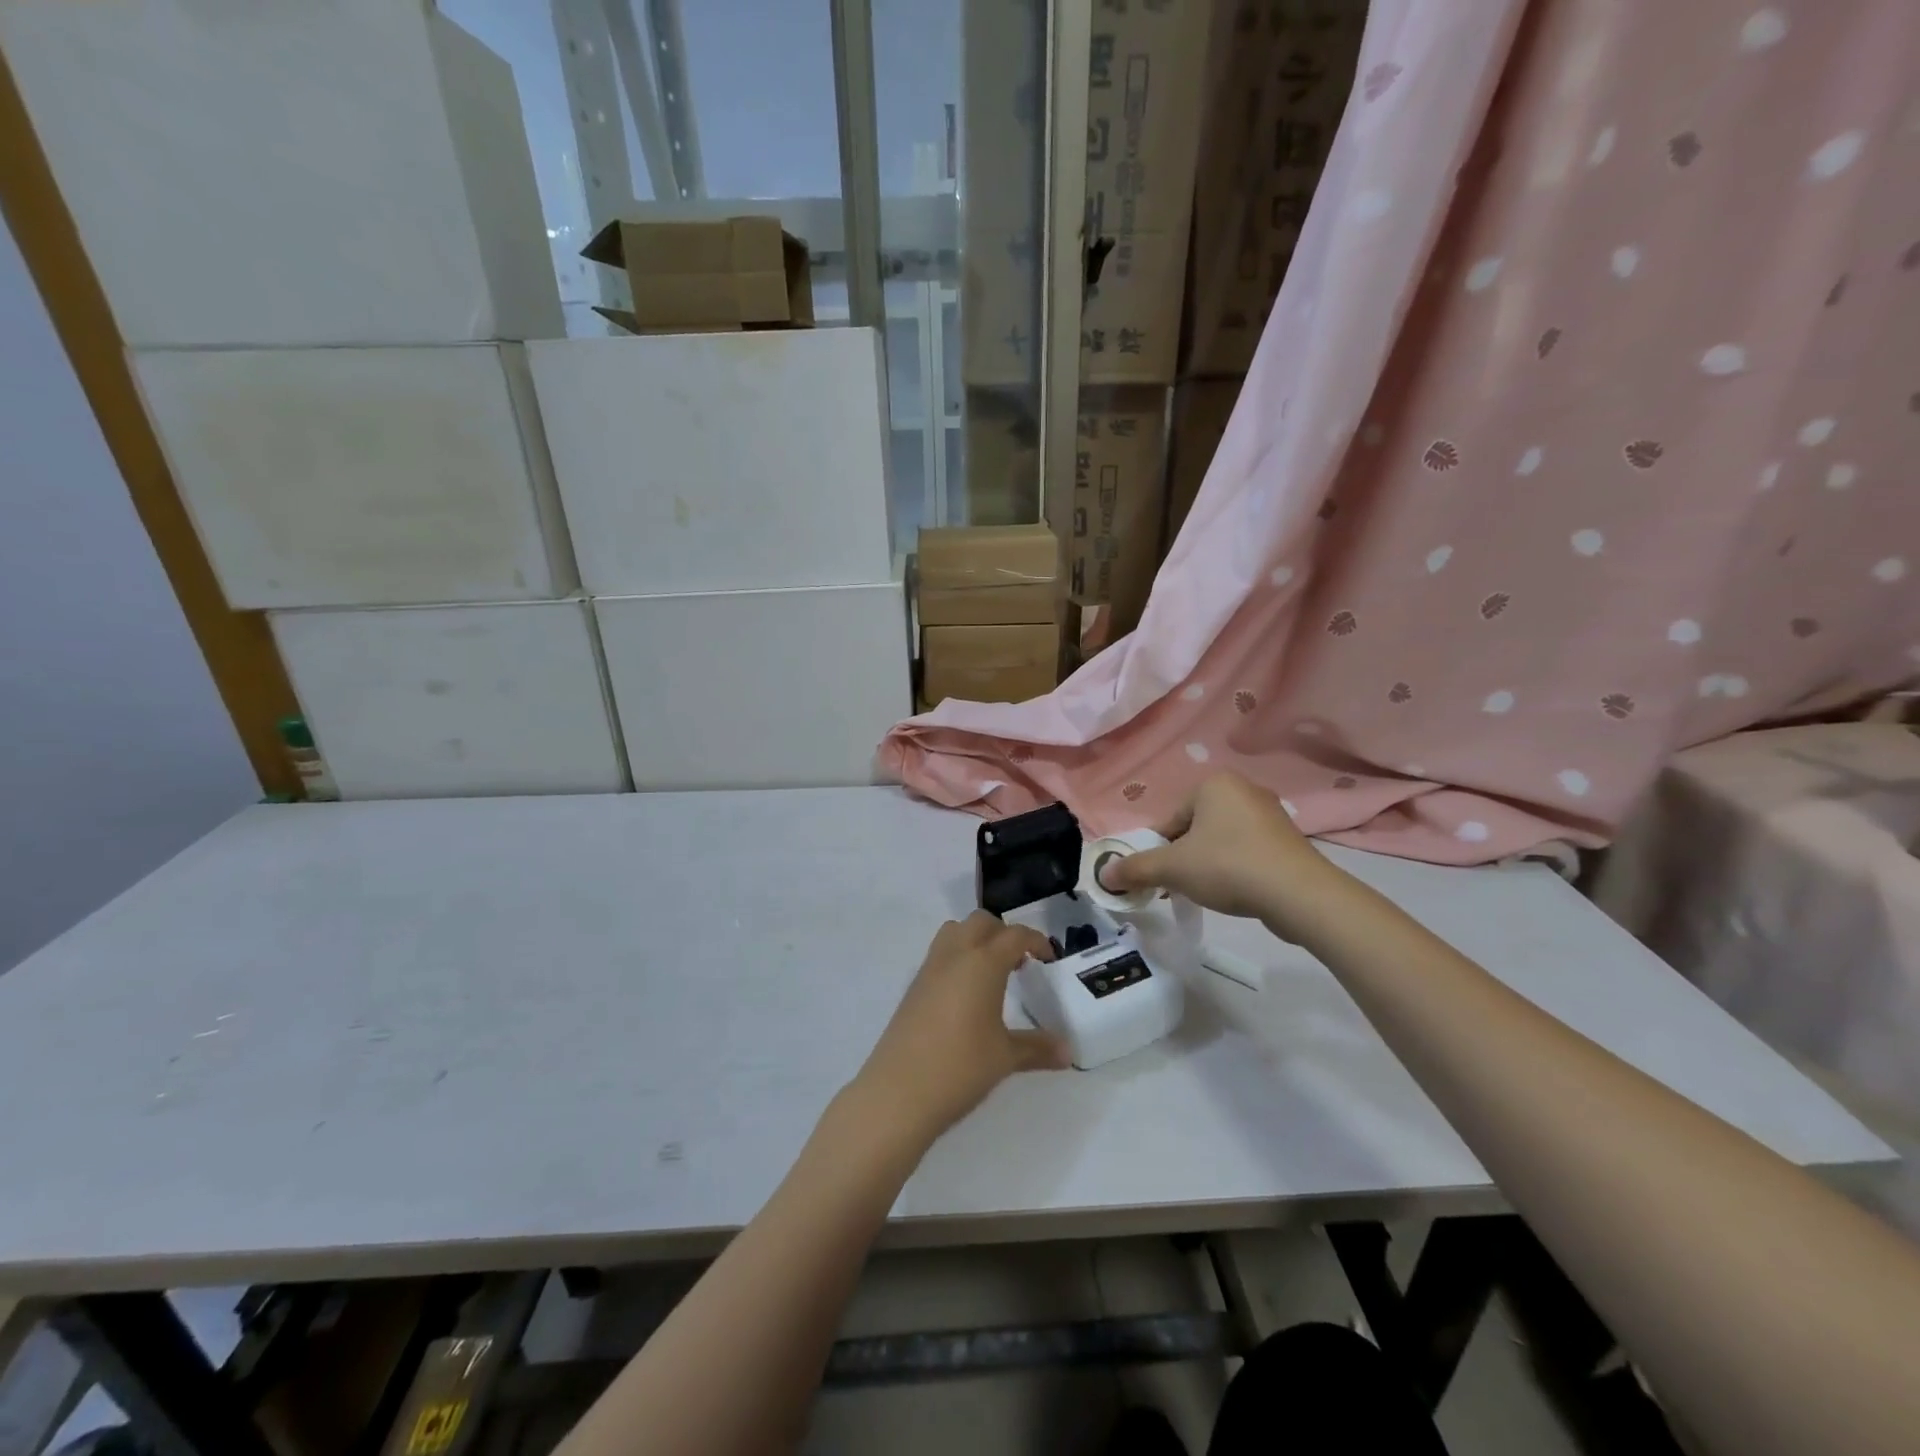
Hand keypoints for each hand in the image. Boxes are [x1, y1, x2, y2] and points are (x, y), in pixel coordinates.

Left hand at [850, 913, 1068, 1147]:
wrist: (898, 1092)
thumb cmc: (960, 1067)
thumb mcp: (1005, 1057)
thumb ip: (1038, 1048)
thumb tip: (1069, 1051)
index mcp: (983, 963)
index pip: (1014, 935)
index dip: (1035, 941)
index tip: (1048, 959)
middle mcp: (955, 955)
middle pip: (981, 922)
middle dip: (1003, 933)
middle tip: (1019, 963)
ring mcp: (929, 969)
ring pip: (955, 931)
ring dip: (976, 939)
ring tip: (992, 973)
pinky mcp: (913, 987)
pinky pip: (939, 954)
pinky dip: (957, 958)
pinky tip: (966, 995)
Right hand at [1102, 772, 1328, 928]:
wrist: (1300, 894)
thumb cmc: (1229, 867)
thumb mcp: (1173, 868)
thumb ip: (1136, 869)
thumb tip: (1103, 875)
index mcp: (1213, 784)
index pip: (1169, 820)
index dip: (1159, 851)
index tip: (1161, 878)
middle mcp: (1242, 789)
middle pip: (1194, 829)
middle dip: (1183, 858)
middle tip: (1181, 887)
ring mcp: (1269, 814)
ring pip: (1220, 841)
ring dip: (1207, 865)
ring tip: (1209, 893)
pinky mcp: (1287, 840)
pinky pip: (1246, 851)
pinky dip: (1234, 869)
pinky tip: (1236, 892)